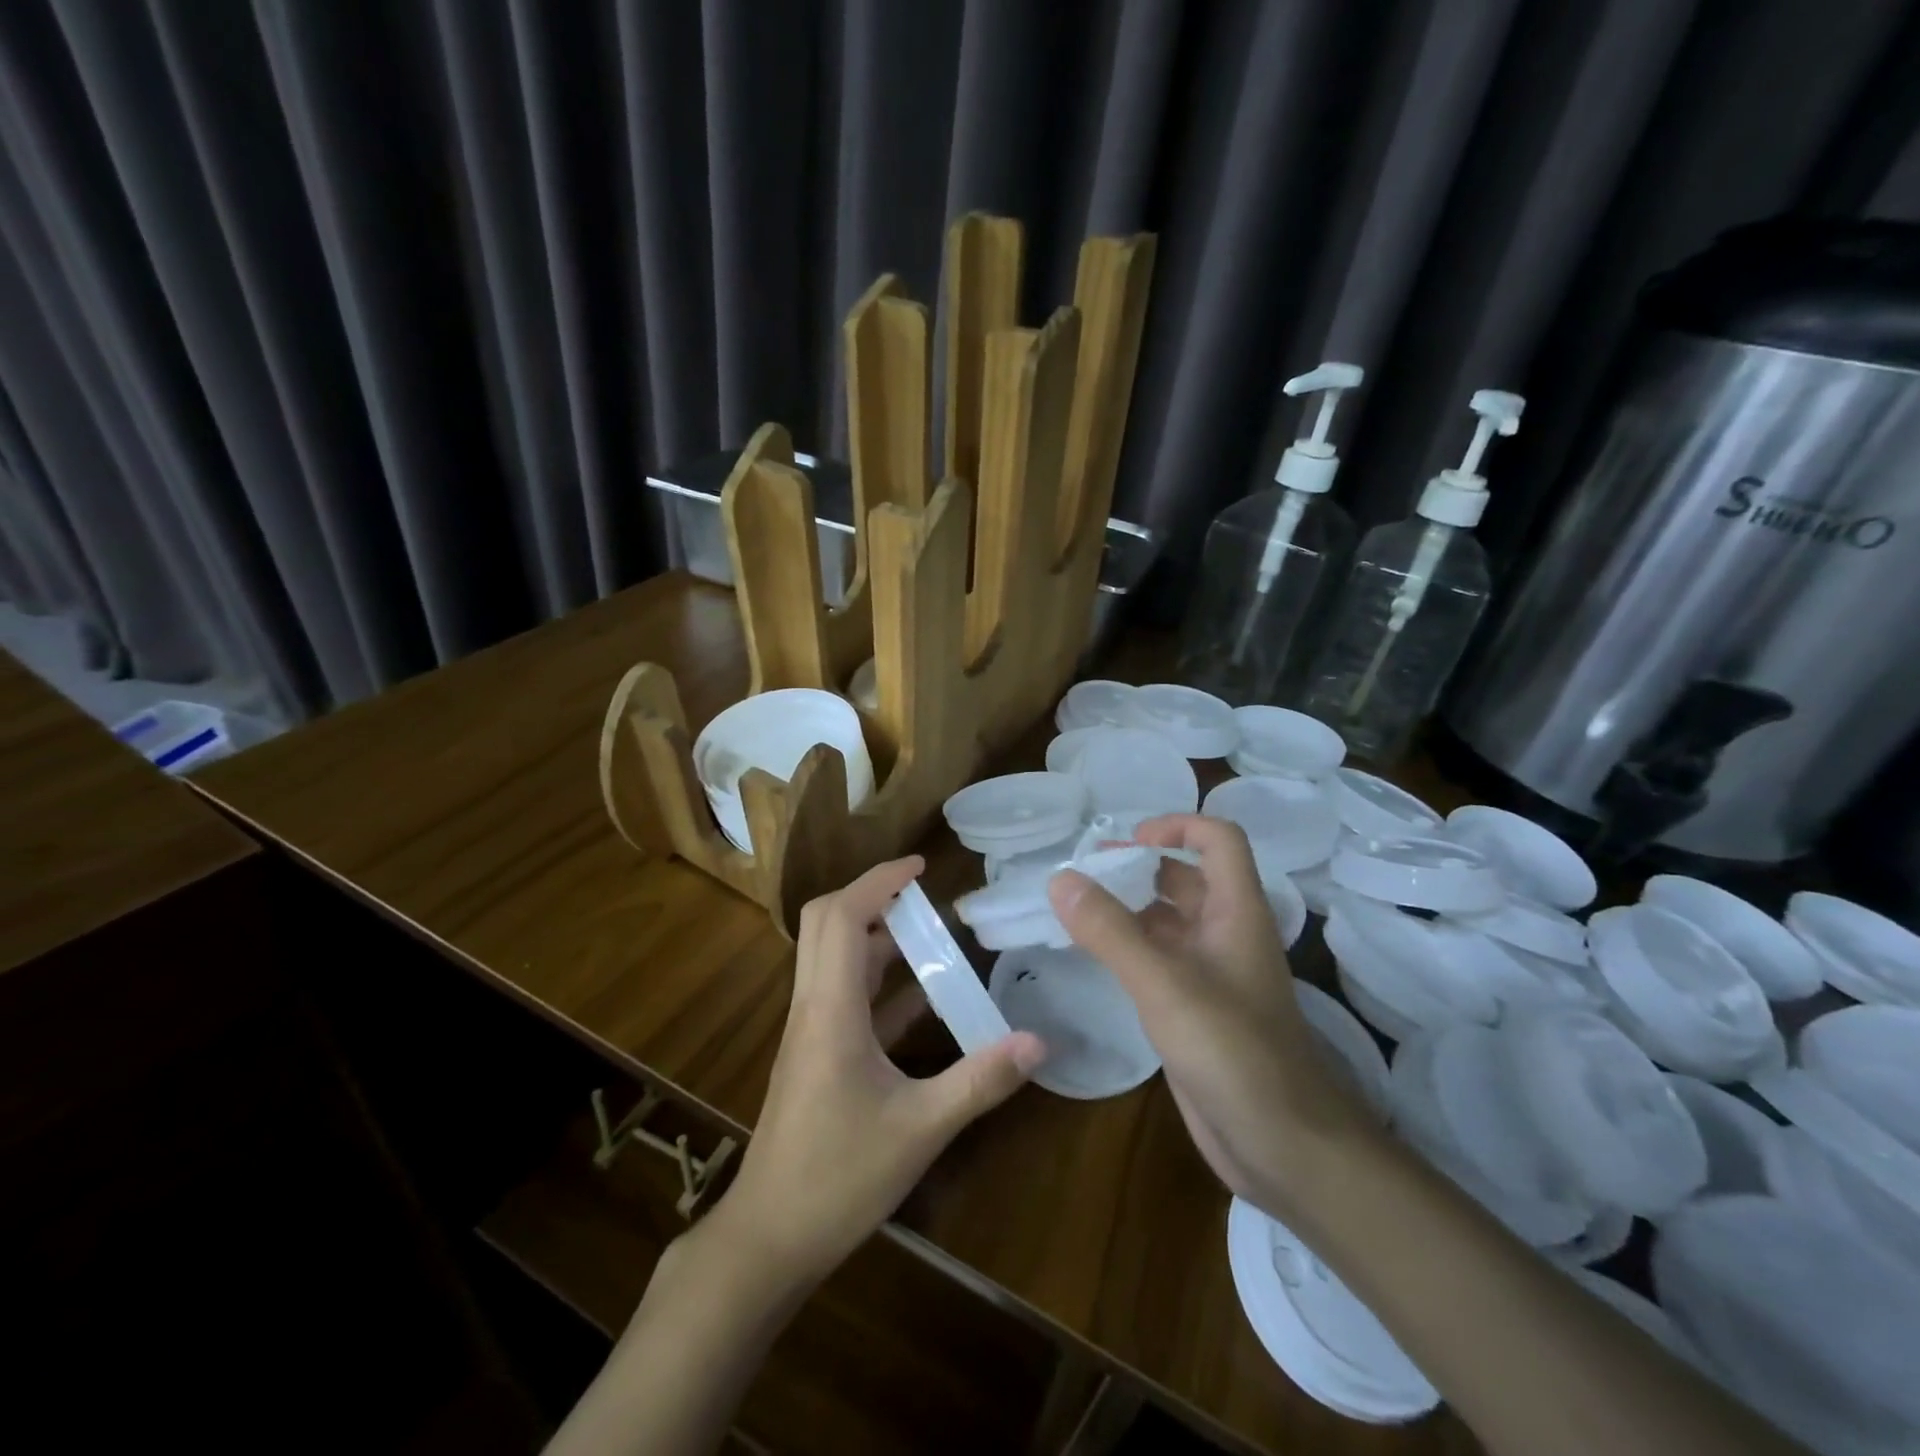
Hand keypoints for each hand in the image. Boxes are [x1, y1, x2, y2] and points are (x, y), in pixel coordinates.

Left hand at [711, 856, 1045, 1289]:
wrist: (770, 1236)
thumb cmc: (838, 1177)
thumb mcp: (920, 1129)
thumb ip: (980, 1080)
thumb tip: (1038, 1041)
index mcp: (831, 1009)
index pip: (844, 916)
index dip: (879, 880)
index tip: (920, 865)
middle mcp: (814, 1006)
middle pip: (827, 922)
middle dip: (874, 896)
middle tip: (924, 897)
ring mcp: (811, 1029)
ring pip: (834, 956)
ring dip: (878, 936)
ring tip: (932, 936)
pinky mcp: (816, 1052)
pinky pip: (845, 995)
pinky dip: (879, 980)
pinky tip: (922, 997)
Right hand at [1047, 815, 1374, 1218]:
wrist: (1283, 1147)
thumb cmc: (1233, 1052)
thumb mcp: (1165, 984)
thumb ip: (1110, 930)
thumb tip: (1060, 878)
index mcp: (1236, 912)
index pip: (1218, 840)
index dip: (1176, 826)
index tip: (1125, 842)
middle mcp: (1226, 934)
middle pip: (1185, 877)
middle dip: (1137, 867)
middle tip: (1082, 874)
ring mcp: (1212, 974)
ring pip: (1167, 921)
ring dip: (1126, 908)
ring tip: (1073, 910)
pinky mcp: (1195, 1010)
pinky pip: (1157, 961)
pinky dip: (1126, 948)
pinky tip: (1091, 956)